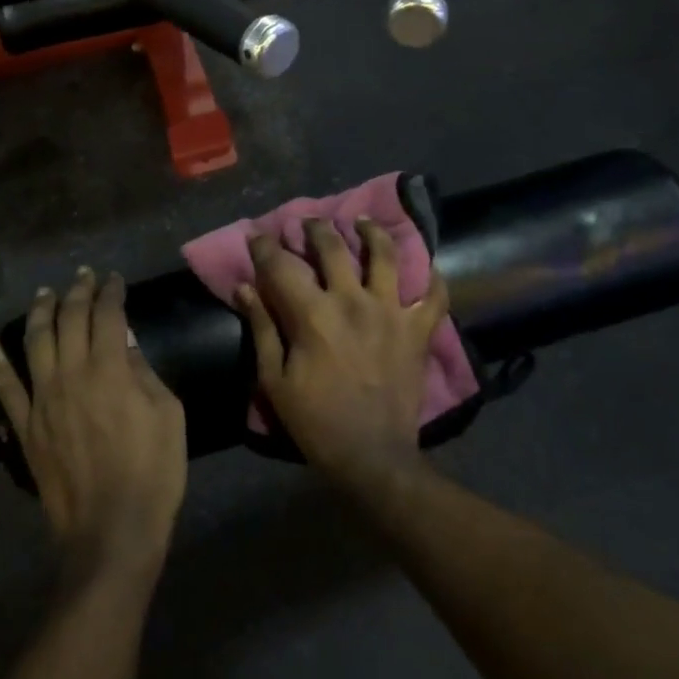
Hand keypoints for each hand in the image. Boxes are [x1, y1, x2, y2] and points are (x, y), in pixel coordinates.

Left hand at [0, 268, 186, 580]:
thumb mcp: (168, 415)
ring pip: (34, 342)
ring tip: (44, 293)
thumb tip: (126, 343)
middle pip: (69, 321)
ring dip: (40, 312)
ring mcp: (42, 401)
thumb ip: (144, 373)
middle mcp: (71, 375)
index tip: (114, 279)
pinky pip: (4, 388)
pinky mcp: (24, 427)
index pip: (108, 316)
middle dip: (77, 293)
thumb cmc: (153, 471)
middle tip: (83, 276)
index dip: (111, 292)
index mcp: (111, 370)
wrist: (112, 529)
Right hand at [235, 219, 449, 495]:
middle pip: (333, 247)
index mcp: (313, 314)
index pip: (282, 266)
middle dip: (316, 228)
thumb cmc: (316, 421)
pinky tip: (426, 266)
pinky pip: (434, 295)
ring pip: (386, 255)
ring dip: (373, 233)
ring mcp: (391, 312)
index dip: (266, 246)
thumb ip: (262, 328)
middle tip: (309, 222)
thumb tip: (244, 288)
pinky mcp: (418, 330)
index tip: (258, 235)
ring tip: (364, 223)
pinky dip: (433, 278)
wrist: (372, 456)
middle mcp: (353, 301)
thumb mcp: (274, 380)